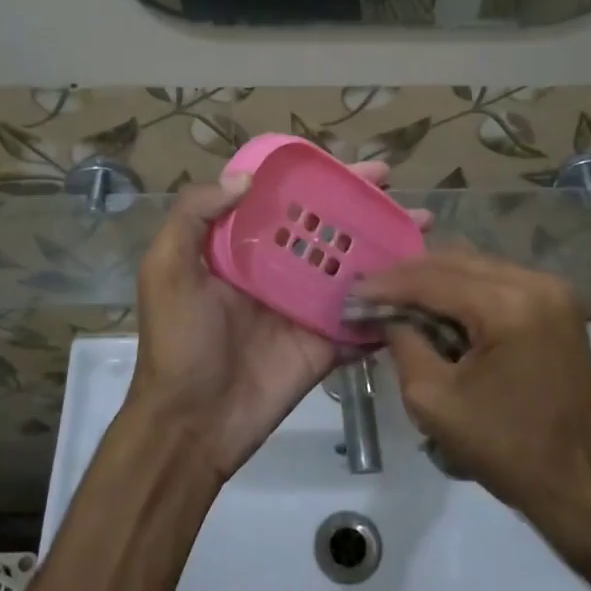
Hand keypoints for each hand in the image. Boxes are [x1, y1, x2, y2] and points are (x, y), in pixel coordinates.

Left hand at [129, 162, 427, 480]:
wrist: (192, 423)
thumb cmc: (178, 342)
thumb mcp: (167, 270)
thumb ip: (194, 216)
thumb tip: (245, 177)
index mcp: (243, 246)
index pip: (288, 201)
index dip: (322, 180)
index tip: (356, 166)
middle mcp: (280, 268)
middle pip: (329, 228)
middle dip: (364, 206)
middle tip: (399, 190)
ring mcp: (307, 305)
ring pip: (352, 266)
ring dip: (386, 246)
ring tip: (424, 225)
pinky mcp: (326, 340)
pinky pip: (361, 315)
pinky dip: (388, 300)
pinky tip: (423, 281)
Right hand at [357, 250, 590, 531]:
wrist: (579, 480)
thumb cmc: (505, 449)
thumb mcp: (434, 402)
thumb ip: (404, 344)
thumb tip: (385, 314)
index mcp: (509, 306)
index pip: (433, 279)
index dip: (388, 284)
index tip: (352, 292)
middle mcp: (536, 282)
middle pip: (456, 261)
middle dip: (409, 276)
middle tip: (371, 292)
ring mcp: (553, 289)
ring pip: (477, 265)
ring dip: (436, 279)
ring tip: (399, 298)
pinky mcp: (558, 302)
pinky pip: (498, 279)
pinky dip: (464, 288)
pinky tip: (439, 306)